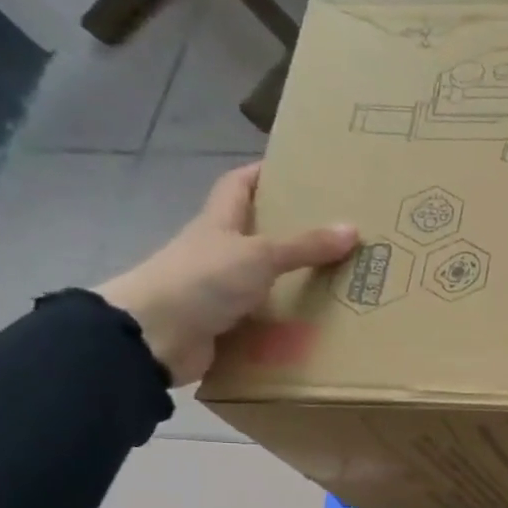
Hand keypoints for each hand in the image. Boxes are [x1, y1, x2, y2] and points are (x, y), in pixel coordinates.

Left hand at [96, 163, 357, 385]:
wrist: (154, 336)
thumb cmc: (203, 279)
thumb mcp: (259, 255)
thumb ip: (305, 246)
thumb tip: (352, 228)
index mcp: (219, 223)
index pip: (238, 185)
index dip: (261, 173)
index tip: (295, 171)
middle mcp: (217, 252)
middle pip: (255, 233)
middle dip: (289, 232)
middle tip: (333, 233)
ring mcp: (218, 289)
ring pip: (262, 279)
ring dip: (292, 281)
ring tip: (336, 282)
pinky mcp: (224, 324)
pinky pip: (263, 319)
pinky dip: (286, 322)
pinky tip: (315, 326)